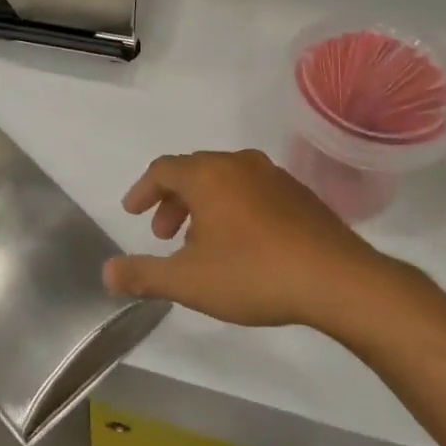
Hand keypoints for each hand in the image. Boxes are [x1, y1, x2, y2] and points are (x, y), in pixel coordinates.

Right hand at [104, 149, 385, 329]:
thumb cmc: (254, 274)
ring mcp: (273, 176)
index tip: (131, 212)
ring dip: (202, 205)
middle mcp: (238, 164)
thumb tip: (107, 272)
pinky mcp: (300, 194)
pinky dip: (233, 207)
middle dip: (171, 201)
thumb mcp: (189, 281)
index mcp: (207, 175)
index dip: (142, 190)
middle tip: (162, 234)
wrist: (338, 280)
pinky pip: (252, 190)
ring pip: (224, 180)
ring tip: (200, 243)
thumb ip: (144, 275)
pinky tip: (241, 243)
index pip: (162, 169)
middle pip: (193, 171)